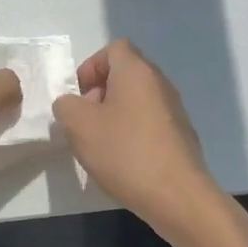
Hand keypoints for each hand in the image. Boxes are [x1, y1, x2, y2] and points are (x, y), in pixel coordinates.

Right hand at [52, 40, 219, 235]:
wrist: (178, 197)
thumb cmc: (125, 152)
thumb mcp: (79, 125)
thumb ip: (66, 106)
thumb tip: (71, 104)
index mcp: (136, 71)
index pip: (114, 49)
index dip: (91, 67)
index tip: (79, 96)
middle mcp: (159, 83)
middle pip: (125, 74)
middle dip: (100, 93)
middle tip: (85, 121)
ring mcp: (174, 110)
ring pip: (136, 100)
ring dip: (114, 115)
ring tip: (100, 145)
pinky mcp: (181, 136)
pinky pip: (149, 123)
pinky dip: (132, 133)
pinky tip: (122, 161)